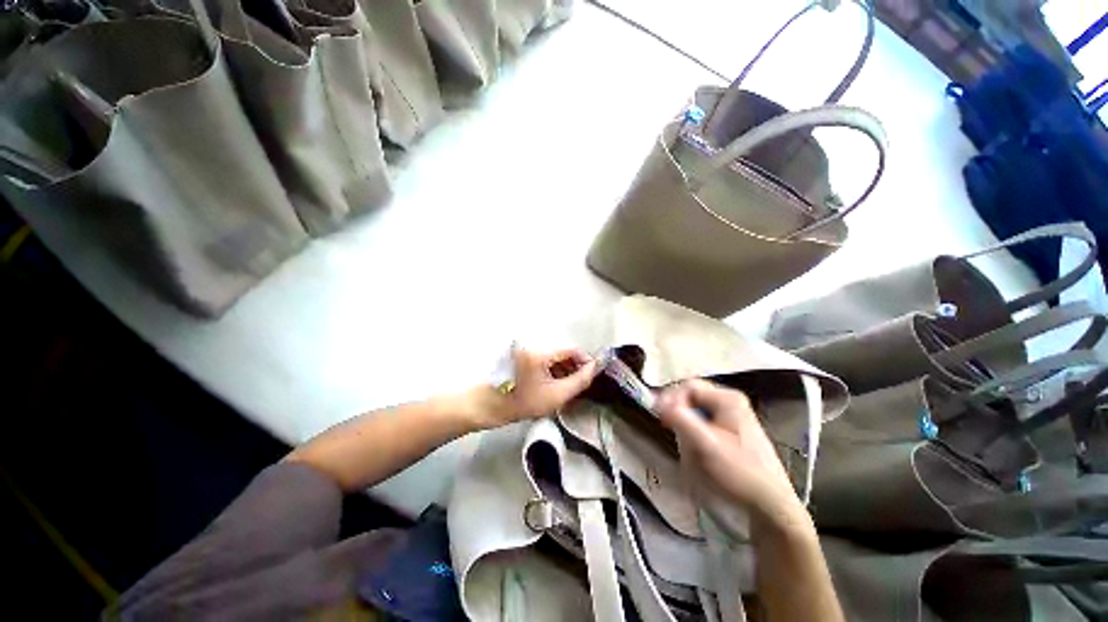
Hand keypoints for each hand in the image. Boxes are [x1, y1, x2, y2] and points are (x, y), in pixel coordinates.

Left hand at [485, 346, 599, 425]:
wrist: (493, 406)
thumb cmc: (524, 402)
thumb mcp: (556, 395)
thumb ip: (579, 381)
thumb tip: (594, 368)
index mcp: (541, 353)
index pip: (571, 350)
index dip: (585, 360)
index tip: (593, 373)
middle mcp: (535, 347)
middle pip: (563, 352)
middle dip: (576, 366)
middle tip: (583, 382)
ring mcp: (529, 351)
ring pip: (555, 357)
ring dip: (566, 368)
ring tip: (571, 385)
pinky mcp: (525, 357)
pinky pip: (546, 360)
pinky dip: (555, 369)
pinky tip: (558, 383)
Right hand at [655, 380, 806, 530]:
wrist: (770, 505)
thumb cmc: (740, 473)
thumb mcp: (707, 445)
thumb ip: (681, 419)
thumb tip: (656, 401)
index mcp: (728, 398)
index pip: (688, 386)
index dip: (671, 399)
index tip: (661, 418)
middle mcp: (729, 401)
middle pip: (691, 398)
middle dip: (680, 416)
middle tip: (673, 432)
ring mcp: (731, 415)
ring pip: (695, 412)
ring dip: (687, 428)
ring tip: (691, 448)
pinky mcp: (729, 430)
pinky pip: (702, 424)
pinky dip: (695, 436)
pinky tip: (700, 453)